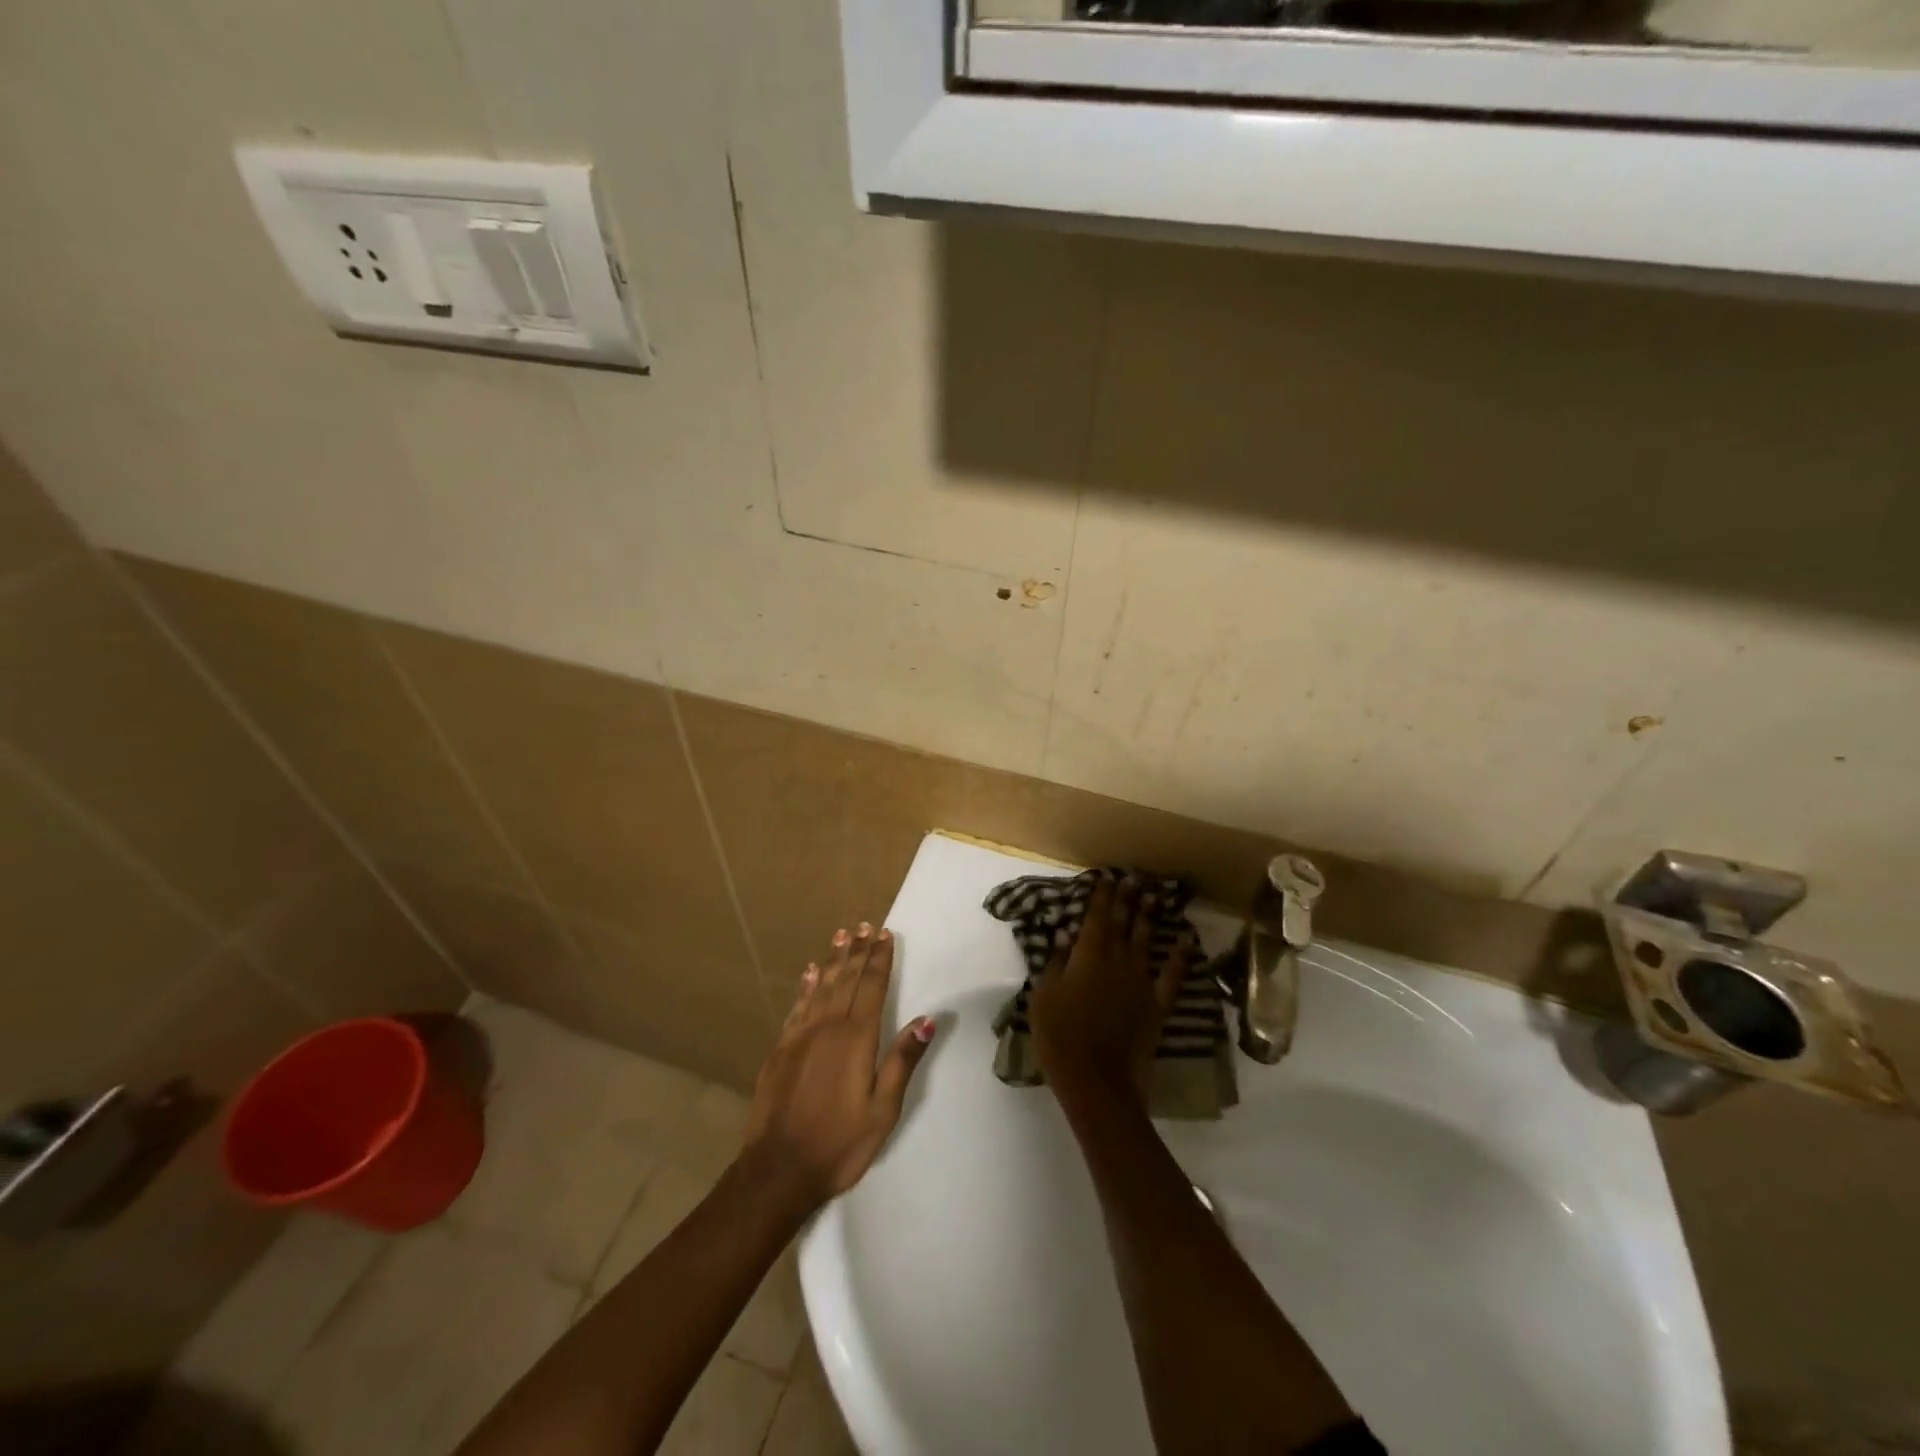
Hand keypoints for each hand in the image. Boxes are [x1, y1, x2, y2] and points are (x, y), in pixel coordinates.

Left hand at [742, 923, 935, 1214]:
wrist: (778, 1170)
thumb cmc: (840, 1143)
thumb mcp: (883, 1109)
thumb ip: (902, 1060)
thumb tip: (927, 1019)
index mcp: (856, 1039)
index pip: (872, 988)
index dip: (879, 960)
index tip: (884, 934)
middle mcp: (828, 1028)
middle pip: (846, 980)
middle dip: (858, 952)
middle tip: (864, 925)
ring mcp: (800, 1037)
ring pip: (821, 987)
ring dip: (833, 960)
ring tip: (841, 936)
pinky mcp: (780, 1050)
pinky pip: (797, 1007)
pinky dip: (806, 986)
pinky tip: (810, 973)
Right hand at [1029, 878, 1190, 1107]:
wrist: (1098, 1082)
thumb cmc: (1060, 1038)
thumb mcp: (1043, 997)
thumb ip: (1055, 964)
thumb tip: (1064, 938)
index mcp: (1087, 956)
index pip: (1095, 918)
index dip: (1101, 896)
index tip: (1107, 877)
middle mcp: (1117, 960)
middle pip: (1123, 923)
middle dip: (1126, 899)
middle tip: (1133, 878)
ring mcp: (1141, 981)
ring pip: (1146, 941)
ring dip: (1149, 917)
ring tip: (1154, 896)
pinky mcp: (1158, 1004)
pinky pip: (1172, 974)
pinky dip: (1180, 955)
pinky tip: (1185, 939)